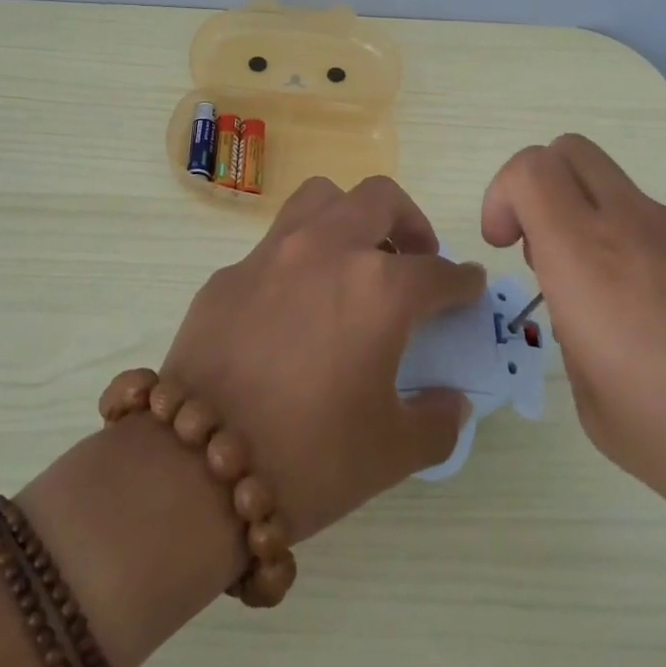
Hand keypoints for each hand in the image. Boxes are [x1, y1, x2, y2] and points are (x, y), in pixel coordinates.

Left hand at [160, 175, 486, 543]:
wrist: (196, 468)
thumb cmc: (311, 457)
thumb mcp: (393, 451)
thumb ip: (438, 420)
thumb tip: (452, 401)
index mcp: (378, 287)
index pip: (438, 272)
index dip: (462, 282)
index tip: (468, 288)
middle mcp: (327, 249)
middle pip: (380, 198)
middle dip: (409, 222)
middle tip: (414, 258)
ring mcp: (272, 253)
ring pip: (321, 198)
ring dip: (349, 216)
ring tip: (355, 260)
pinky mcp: (229, 272)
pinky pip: (276, 244)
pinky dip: (300, 259)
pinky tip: (295, 306)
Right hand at [481, 135, 665, 576]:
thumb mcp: (605, 418)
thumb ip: (579, 348)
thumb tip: (592, 322)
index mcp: (590, 258)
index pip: (529, 169)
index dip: (502, 196)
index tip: (509, 249)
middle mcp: (637, 228)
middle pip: (571, 152)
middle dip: (539, 189)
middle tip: (548, 256)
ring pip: (620, 195)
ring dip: (596, 229)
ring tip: (623, 321)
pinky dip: (647, 259)